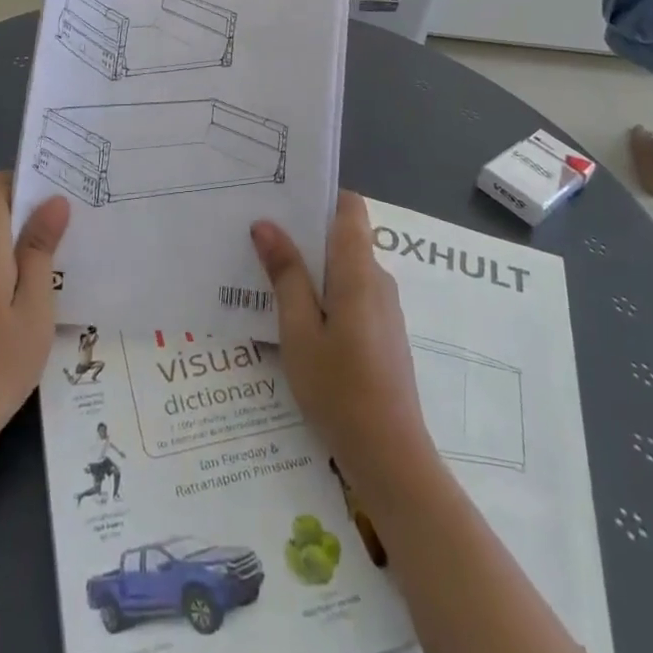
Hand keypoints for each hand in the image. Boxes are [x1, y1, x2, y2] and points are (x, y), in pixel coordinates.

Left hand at [0, 172, 69, 455]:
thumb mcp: (35, 306)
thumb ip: (40, 249)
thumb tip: (54, 201)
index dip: (21, 181)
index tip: (55, 193)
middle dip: (29, 218)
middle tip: (71, 233)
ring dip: (19, 250)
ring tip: (58, 270)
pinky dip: (5, 273)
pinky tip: (28, 303)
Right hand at [251, 193, 432, 494]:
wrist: (391, 457)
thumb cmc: (340, 389)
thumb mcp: (299, 332)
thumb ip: (286, 275)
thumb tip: (266, 225)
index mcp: (359, 271)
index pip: (350, 208)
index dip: (321, 196)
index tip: (284, 197)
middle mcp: (378, 279)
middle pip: (344, 236)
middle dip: (305, 233)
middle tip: (260, 235)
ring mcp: (384, 307)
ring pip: (345, 268)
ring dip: (312, 267)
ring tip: (268, 274)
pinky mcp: (383, 332)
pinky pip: (352, 294)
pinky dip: (325, 293)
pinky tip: (295, 316)